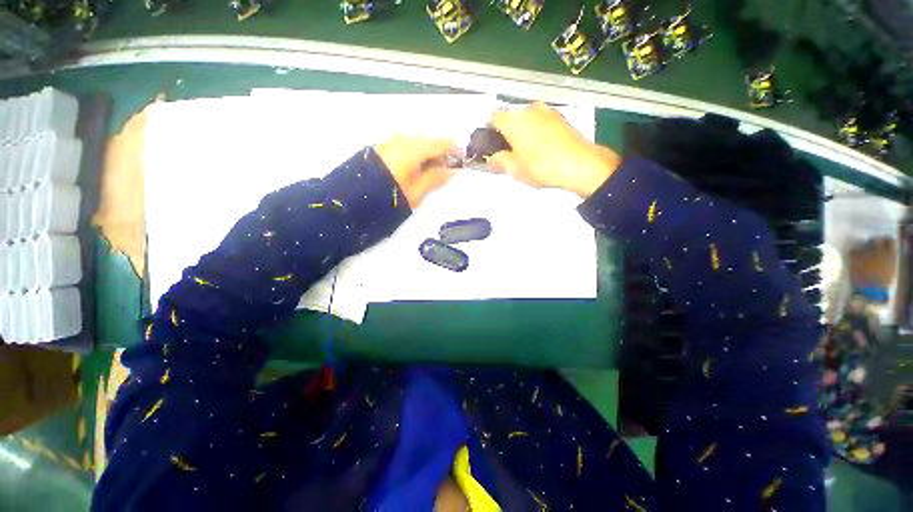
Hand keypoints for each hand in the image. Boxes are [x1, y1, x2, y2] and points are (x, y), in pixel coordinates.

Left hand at [374, 135, 458, 207]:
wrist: (352, 199)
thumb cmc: (388, 197)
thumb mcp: (417, 192)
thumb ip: (436, 178)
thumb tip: (453, 170)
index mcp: (415, 148)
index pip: (444, 142)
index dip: (456, 152)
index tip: (462, 163)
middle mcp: (403, 138)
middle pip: (431, 141)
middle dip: (441, 156)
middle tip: (444, 174)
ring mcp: (391, 141)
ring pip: (418, 144)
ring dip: (427, 156)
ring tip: (428, 175)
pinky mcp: (382, 146)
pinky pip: (406, 146)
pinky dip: (414, 156)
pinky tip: (413, 170)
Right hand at [488, 102, 621, 197]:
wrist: (580, 164)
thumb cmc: (541, 166)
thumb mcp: (513, 169)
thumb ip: (497, 161)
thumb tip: (491, 159)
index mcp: (513, 120)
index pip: (492, 117)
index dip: (488, 131)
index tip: (491, 146)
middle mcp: (529, 109)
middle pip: (511, 118)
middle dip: (507, 133)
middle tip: (509, 153)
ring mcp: (548, 111)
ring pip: (527, 119)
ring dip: (523, 132)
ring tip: (528, 154)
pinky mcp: (562, 117)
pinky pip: (542, 122)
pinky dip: (537, 132)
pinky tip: (543, 149)